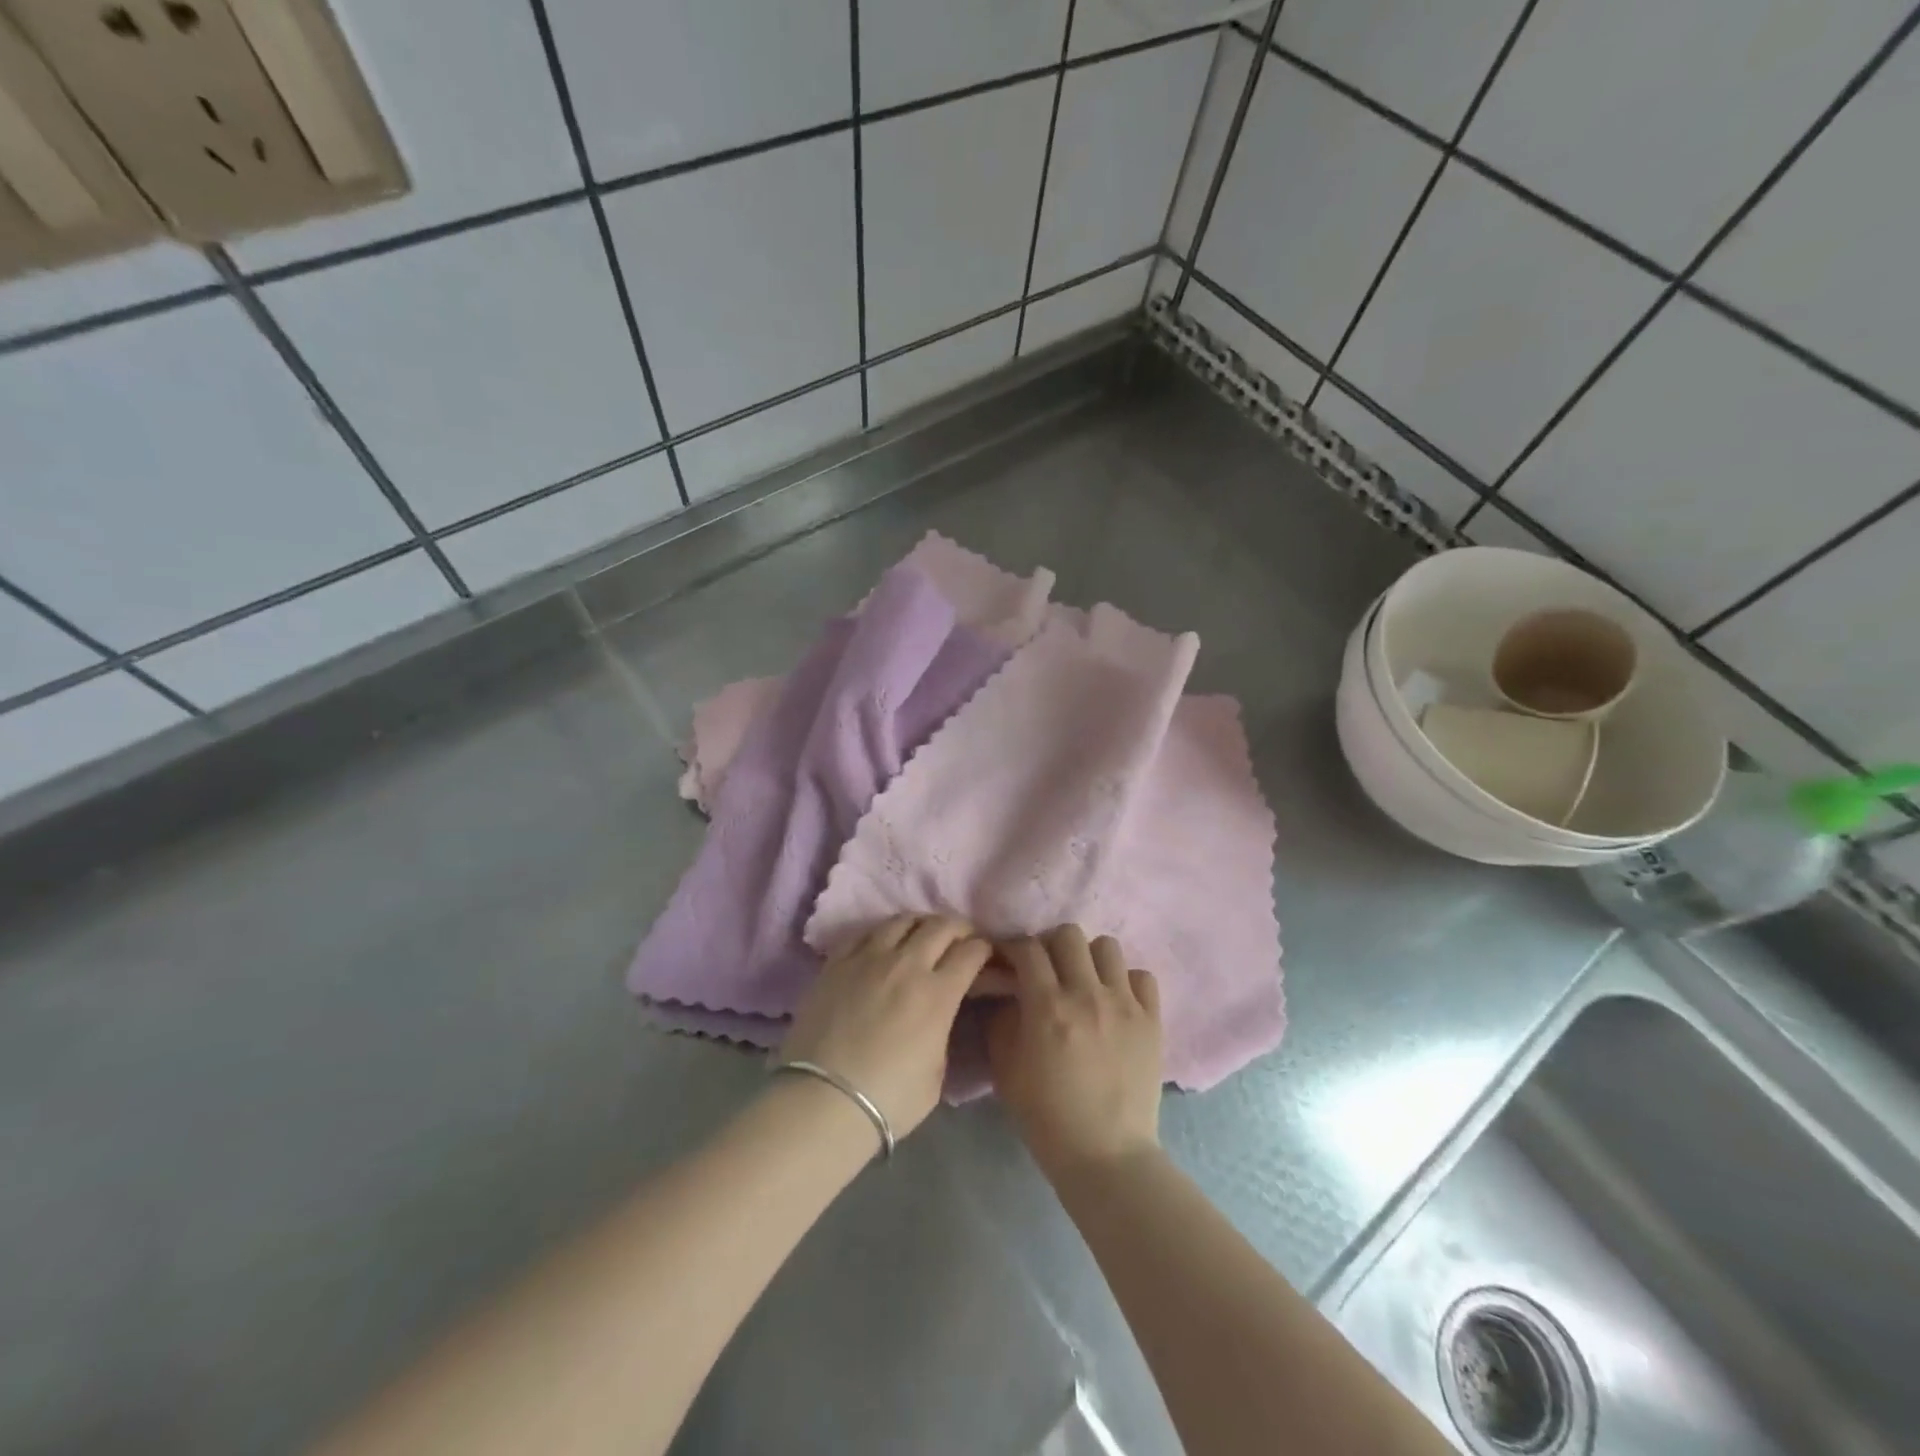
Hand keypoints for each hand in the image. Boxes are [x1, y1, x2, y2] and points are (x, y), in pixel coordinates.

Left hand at [780, 915, 990, 1140]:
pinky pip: (865, 932)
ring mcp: (868, 958)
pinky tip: (884, 944)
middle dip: (959, 929)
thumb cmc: (888, 1100)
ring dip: (921, 924)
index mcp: (938, 994)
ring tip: (922, 935)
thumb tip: (940, 1014)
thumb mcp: (937, 1073)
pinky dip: (883, 933)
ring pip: (902, 920)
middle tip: (961, 940)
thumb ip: (943, 1031)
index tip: (985, 956)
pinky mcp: (836, 962)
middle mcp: (907, 964)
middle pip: (941, 926)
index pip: (972, 952)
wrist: (822, 1102)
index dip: (984, 950)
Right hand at [986, 925, 1163, 1179]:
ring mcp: (1124, 1005)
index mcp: (1048, 1007)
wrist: (1106, 1156)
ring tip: (1084, 982)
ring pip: (1107, 947)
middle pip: (1069, 934)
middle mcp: (1087, 994)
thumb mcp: (1006, 1070)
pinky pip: (1141, 976)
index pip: (1028, 949)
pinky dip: (1125, 981)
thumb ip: (1002, 1021)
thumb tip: (1008, 992)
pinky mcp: (1152, 1020)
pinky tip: (1115, 1002)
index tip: (1008, 959)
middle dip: (1051, 945)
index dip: (1013, 947)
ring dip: (1089, 958)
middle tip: (1047, 969)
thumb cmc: (1047, 1117)